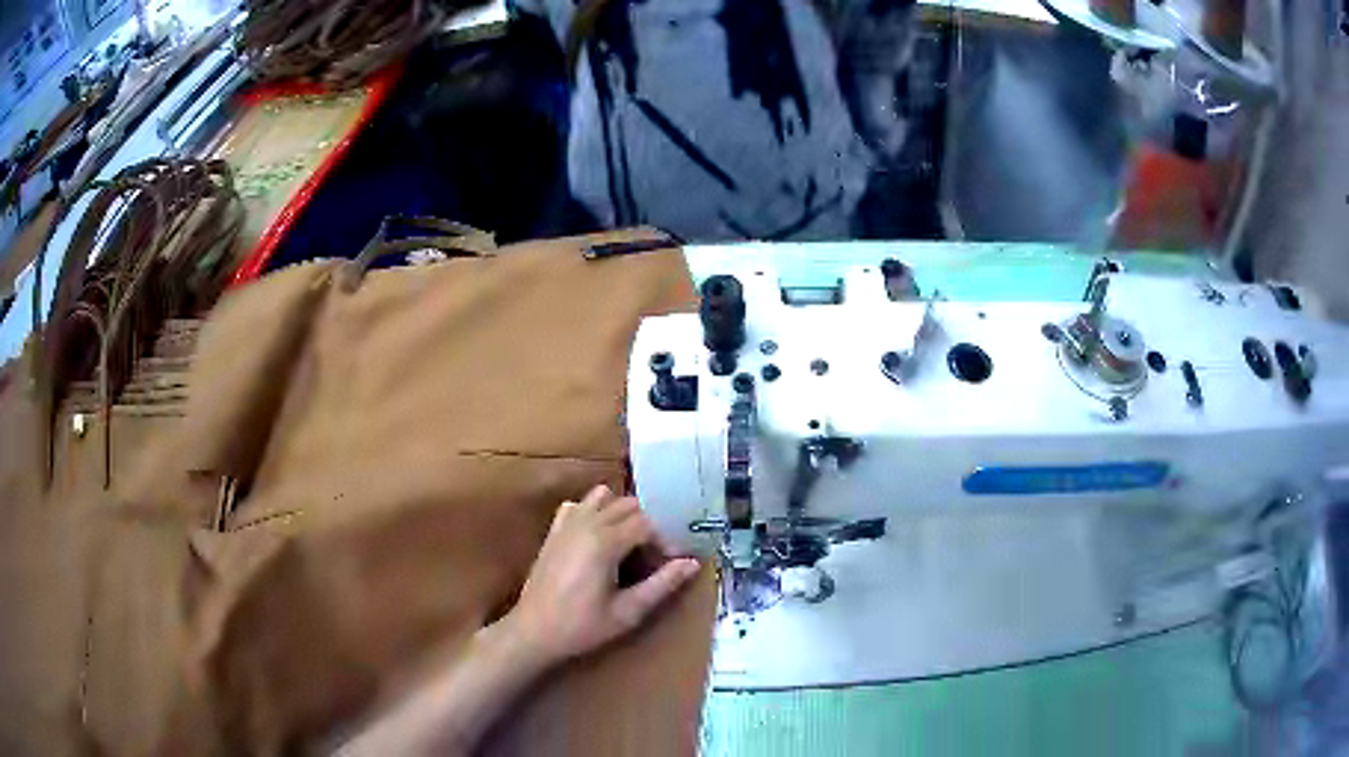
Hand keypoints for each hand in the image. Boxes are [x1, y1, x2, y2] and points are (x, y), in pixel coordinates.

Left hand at [502, 485, 700, 666]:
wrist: (533, 632)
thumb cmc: (583, 626)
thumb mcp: (628, 611)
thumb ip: (662, 584)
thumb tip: (692, 564)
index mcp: (606, 542)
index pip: (647, 524)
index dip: (666, 539)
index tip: (674, 561)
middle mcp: (587, 524)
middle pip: (628, 505)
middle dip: (648, 525)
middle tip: (655, 555)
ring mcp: (566, 525)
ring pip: (603, 499)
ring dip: (622, 513)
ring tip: (631, 542)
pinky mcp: (553, 532)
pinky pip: (578, 506)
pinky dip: (593, 511)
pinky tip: (599, 535)